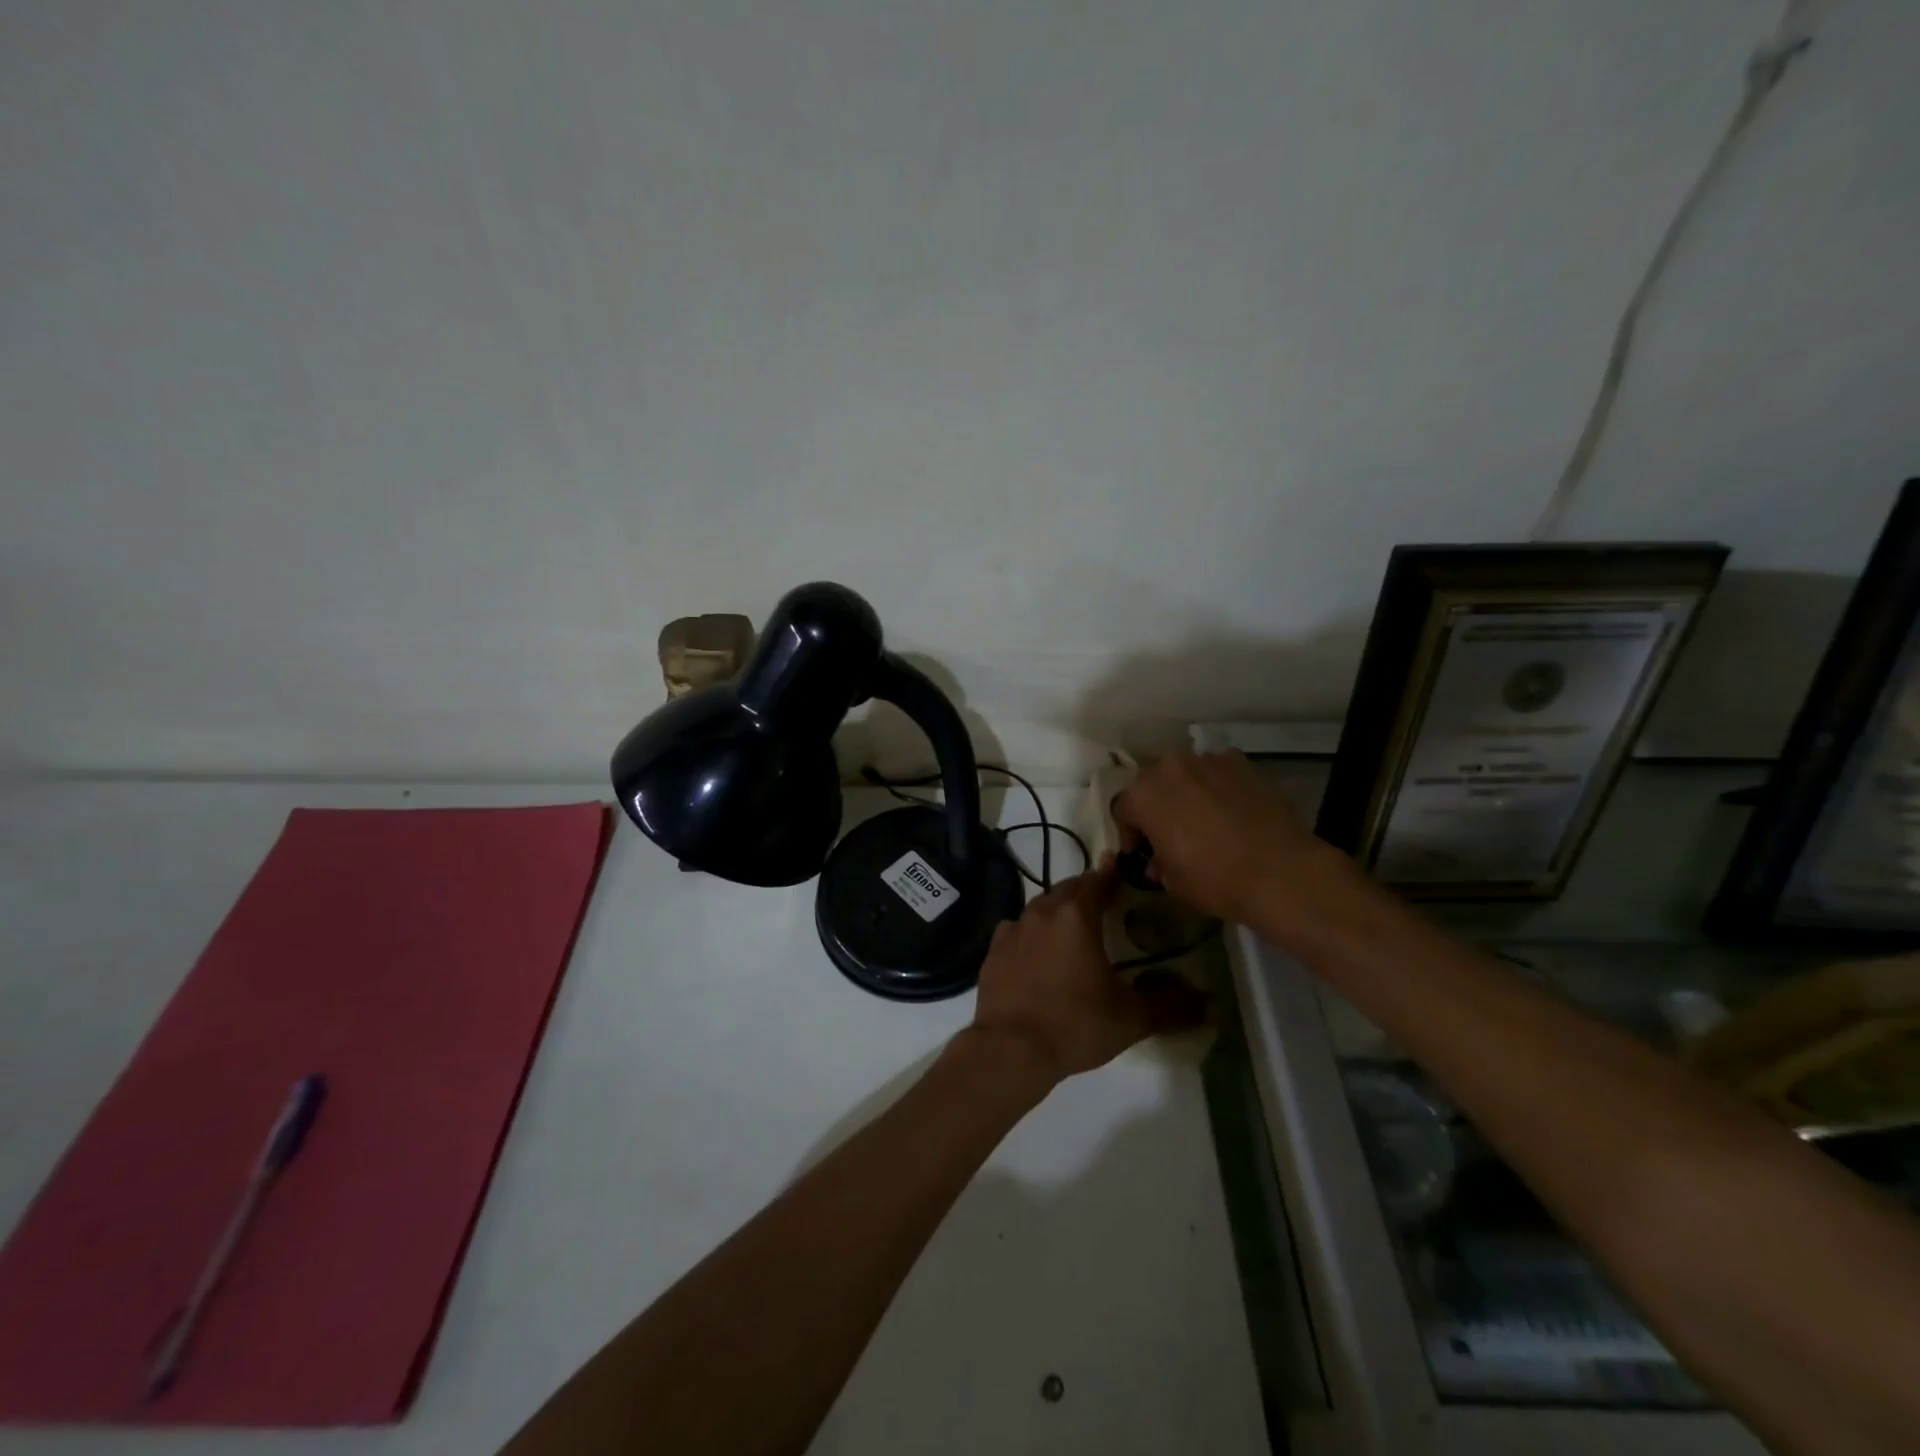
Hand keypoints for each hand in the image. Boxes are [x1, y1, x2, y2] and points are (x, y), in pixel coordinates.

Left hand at [968, 860, 1205, 1085]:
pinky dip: (1030, 934)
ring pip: (1039, 909)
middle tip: (1101, 900)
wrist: (1010, 1049)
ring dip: (1056, 911)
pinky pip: (1016, 932)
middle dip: (1085, 891)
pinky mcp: (993, 952)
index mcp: (1075, 916)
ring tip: (1070, 927)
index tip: (1120, 868)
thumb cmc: (1076, 1024)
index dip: (1111, 875)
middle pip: (1066, 890)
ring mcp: (1012, 931)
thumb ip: (1171, 1006)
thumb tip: (1209, 1004)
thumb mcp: (1132, 1018)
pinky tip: (1035, 952)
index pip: (1097, 882)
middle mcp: (1041, 913)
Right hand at [1112, 750, 1371, 941]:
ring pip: (1185, 774)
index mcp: (1143, 795)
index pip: (1122, 809)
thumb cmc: (1215, 880)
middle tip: (1170, 833)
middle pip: (1151, 783)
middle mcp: (1170, 768)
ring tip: (1203, 820)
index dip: (1130, 833)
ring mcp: (1208, 760)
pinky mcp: (1241, 762)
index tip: (1143, 853)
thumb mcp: (1172, 883)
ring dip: (1186, 792)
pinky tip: (1231, 811)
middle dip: (1156, 806)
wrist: (1280, 871)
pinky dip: (1218, 786)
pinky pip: (1218, 772)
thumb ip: (1157, 864)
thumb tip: (1158, 860)